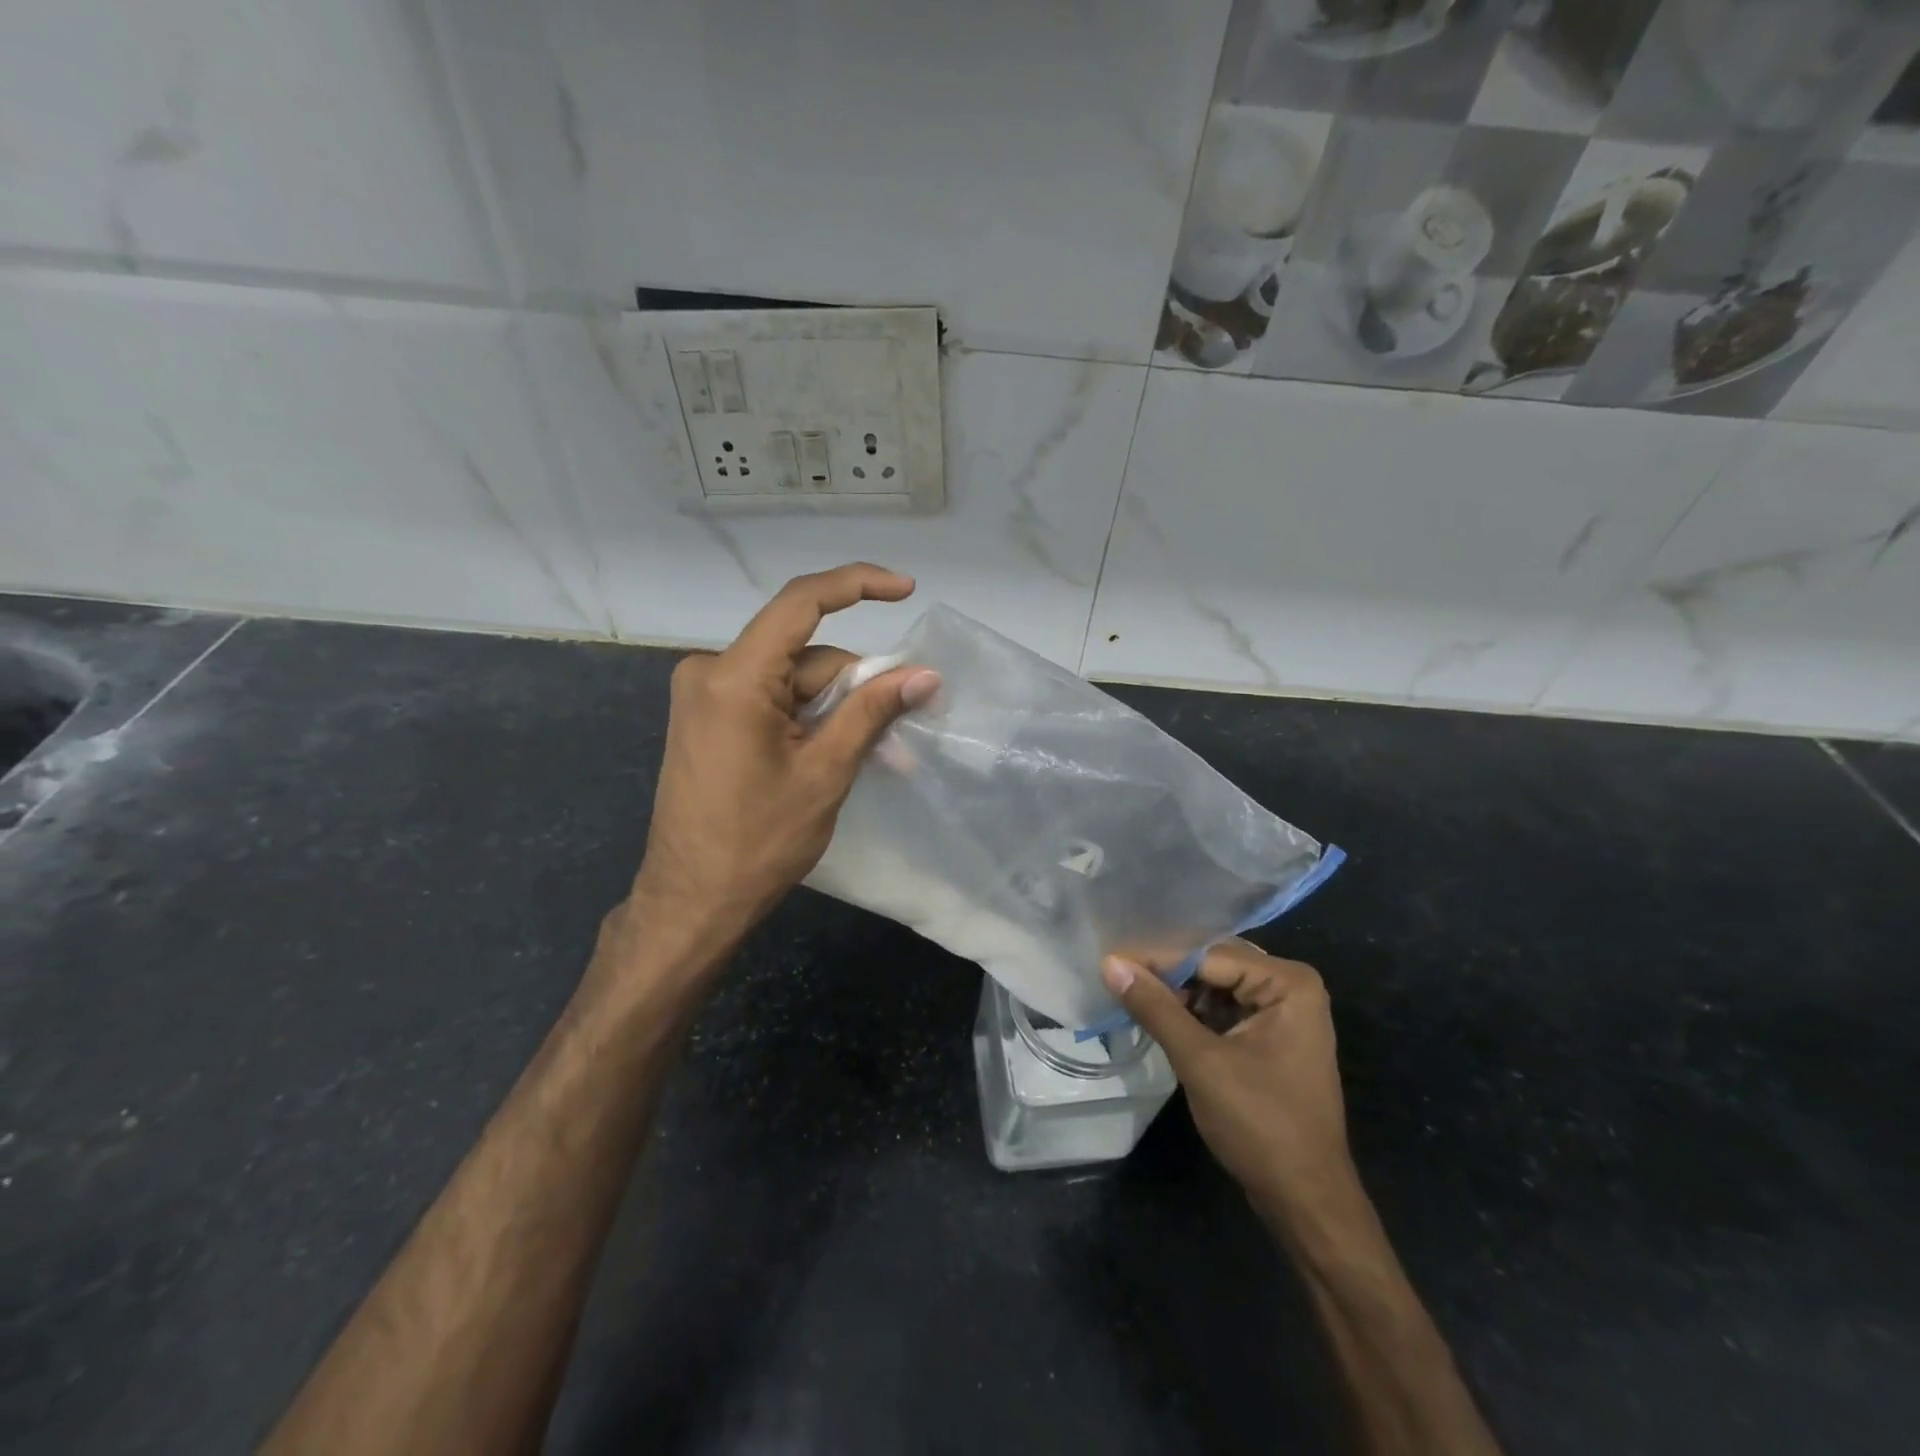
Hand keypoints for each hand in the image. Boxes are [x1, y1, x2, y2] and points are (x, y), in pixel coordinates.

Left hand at [621, 563, 939, 970]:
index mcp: (734, 677)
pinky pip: (773, 702)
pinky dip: (810, 721)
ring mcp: (706, 697)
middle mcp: (711, 672)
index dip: (857, 585)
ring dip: (838, 712)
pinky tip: (838, 754)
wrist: (691, 903)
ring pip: (794, 682)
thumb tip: (925, 675)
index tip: (906, 590)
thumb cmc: (757, 842)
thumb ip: (872, 712)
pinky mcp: (709, 720)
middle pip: (807, 657)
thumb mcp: (825, 773)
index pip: (801, 603)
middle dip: (859, 686)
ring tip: (881, 757)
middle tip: (906, 729)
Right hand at [1102, 941, 1353, 1219]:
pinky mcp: (1271, 1038)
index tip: (1110, 962)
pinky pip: (1224, 1010)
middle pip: (1214, 965)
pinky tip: (1157, 1016)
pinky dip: (1192, 1014)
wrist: (1306, 1202)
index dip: (1158, 959)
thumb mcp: (1201, 1062)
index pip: (1209, 955)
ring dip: (1176, 994)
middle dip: (1167, 973)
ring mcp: (1284, 1014)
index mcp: (1288, 983)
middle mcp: (1291, 987)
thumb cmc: (1260, 1125)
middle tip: (1115, 973)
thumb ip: (1155, 1007)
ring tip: (1128, 993)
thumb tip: (1110, 963)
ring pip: (1216, 987)